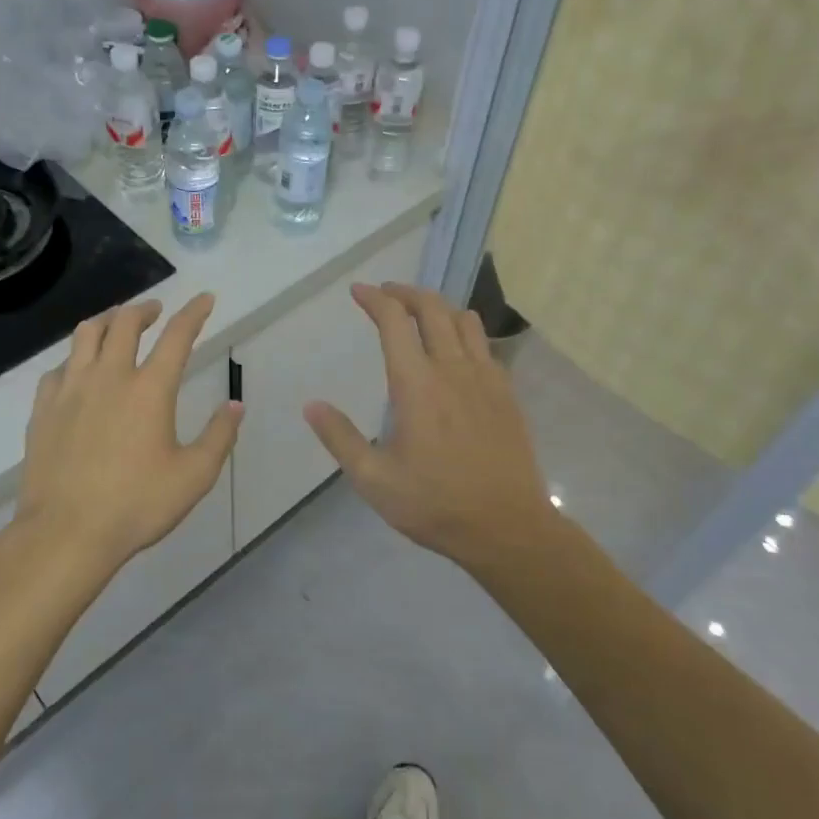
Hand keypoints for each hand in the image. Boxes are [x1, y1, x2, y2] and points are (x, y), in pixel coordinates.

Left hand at [12, 294, 242, 576]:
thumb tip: (235, 405)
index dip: (194, 312)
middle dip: (144, 309)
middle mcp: (109, 377)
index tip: (205, 298)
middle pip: (125, 323)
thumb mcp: (194, 476)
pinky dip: (75, 358)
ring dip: (107, 320)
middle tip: (155, 311)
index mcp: (150, 389)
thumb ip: (219, 436)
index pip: (177, 335)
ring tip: (116, 324)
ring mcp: (70, 390)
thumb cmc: (137, 505)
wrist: (66, 533)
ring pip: (86, 334)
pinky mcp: (43, 408)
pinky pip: (59, 367)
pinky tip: (79, 370)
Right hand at [304, 283, 553, 572]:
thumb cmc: (435, 504)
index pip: (394, 321)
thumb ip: (341, 438)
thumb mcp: (374, 480)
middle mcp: (453, 369)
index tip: (358, 290)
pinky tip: (456, 353)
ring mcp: (486, 378)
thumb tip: (311, 405)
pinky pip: (485, 345)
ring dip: (438, 307)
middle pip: (432, 308)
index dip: (374, 299)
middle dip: (405, 292)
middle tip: (386, 293)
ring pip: (464, 320)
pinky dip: (464, 333)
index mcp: (417, 384)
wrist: (507, 527)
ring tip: (420, 314)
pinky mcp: (506, 393)